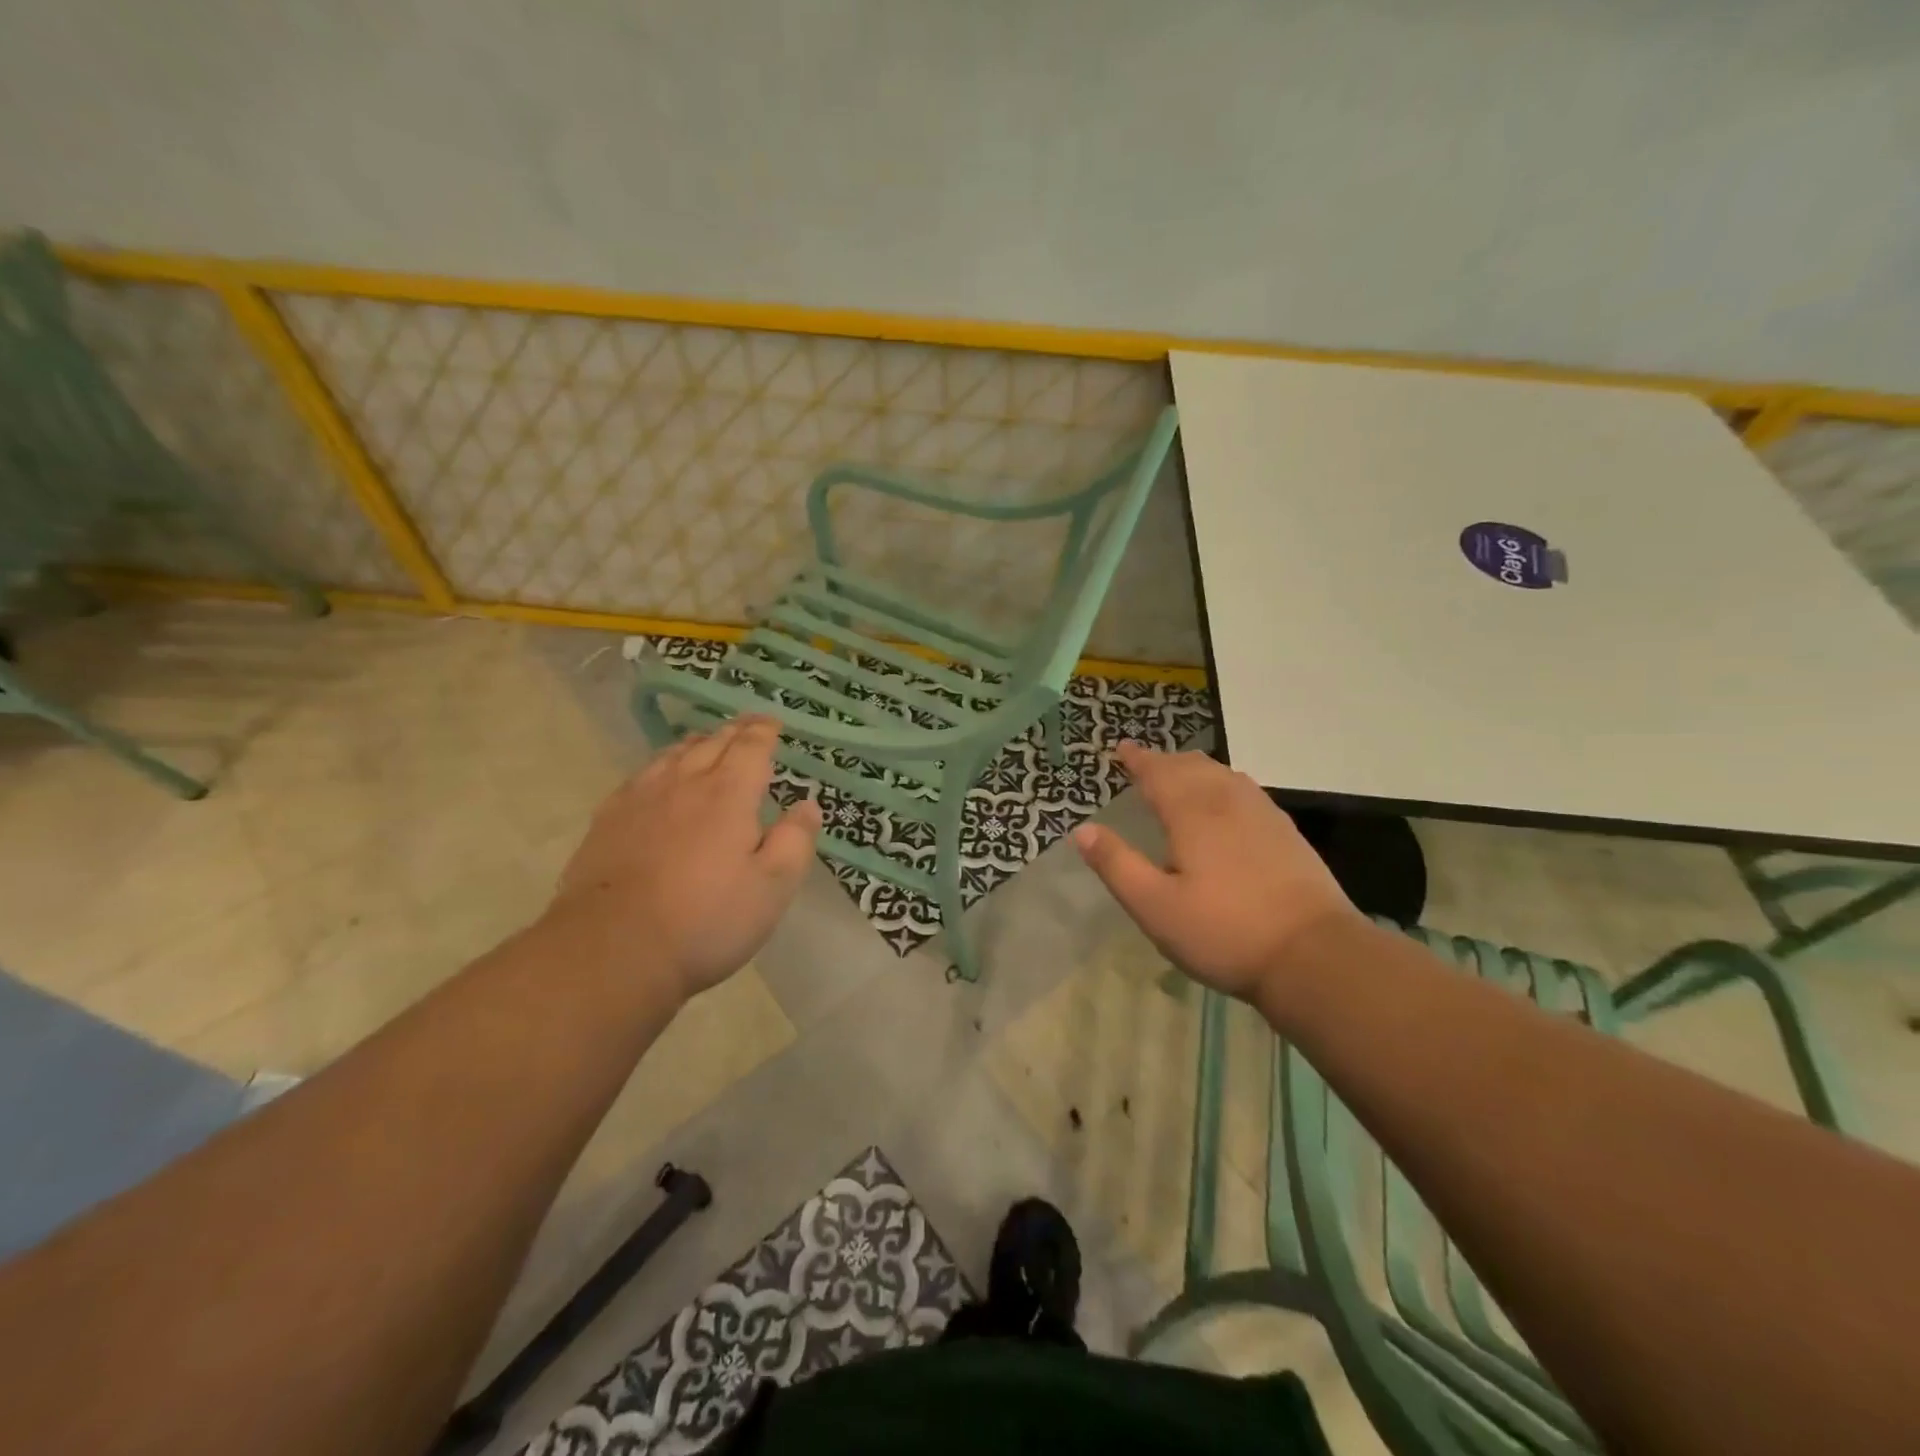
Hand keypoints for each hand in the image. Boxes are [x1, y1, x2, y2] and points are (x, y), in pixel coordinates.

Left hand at [548, 716, 821, 1001]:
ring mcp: (640, 800)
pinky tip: (658, 777)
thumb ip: (794, 841)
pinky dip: (660, 765)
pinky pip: (640, 776)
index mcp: (728, 795)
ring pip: (672, 756)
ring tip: (707, 742)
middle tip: (747, 726)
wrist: (612, 950)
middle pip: (712, 744)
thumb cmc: (706, 921)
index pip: (751, 748)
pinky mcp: (608, 821)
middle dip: (734, 732)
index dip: (764, 732)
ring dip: (696, 744)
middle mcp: (684, 784)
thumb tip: (807, 804)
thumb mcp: (772, 888)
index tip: (773, 723)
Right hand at [1072, 744, 1356, 998]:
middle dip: (1165, 761)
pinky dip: (1222, 782)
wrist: (1314, 955)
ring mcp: (1262, 813)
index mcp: (1192, 813)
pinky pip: (1245, 789)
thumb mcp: (1155, 906)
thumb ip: (1116, 865)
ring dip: (1194, 767)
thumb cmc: (1224, 931)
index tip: (1121, 747)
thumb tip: (1082, 830)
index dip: (1138, 759)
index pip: (1158, 772)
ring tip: (1180, 774)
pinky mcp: (1285, 831)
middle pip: (1192, 766)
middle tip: (1145, 763)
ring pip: (1222, 774)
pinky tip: (1226, 802)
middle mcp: (1227, 801)